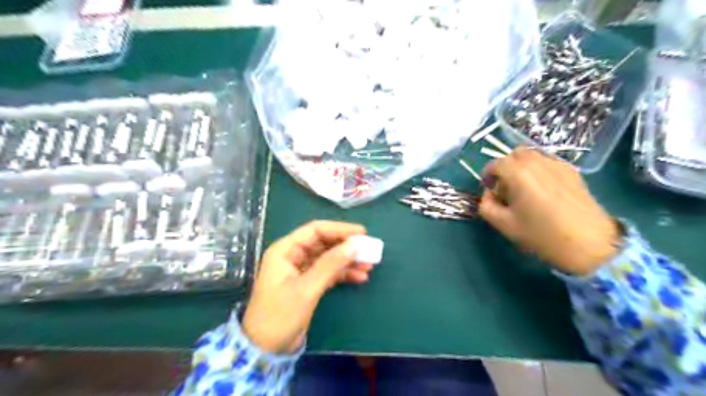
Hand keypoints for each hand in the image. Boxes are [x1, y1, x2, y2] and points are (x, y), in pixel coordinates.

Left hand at [243, 221, 371, 353]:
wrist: (265, 350)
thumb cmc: (280, 316)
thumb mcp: (306, 288)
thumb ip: (330, 264)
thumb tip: (355, 245)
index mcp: (285, 250)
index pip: (315, 230)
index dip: (339, 229)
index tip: (362, 233)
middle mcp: (292, 256)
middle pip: (324, 243)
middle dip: (346, 247)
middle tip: (369, 250)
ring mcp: (300, 271)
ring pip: (328, 258)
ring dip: (347, 261)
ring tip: (369, 265)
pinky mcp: (307, 285)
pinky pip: (328, 273)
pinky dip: (343, 274)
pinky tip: (359, 277)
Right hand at [478, 148, 618, 274]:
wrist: (590, 244)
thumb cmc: (541, 235)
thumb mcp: (504, 225)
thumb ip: (487, 206)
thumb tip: (489, 194)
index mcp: (518, 173)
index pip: (495, 164)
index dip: (487, 175)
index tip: (488, 189)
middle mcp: (537, 162)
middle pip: (515, 154)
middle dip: (506, 167)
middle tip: (506, 187)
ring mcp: (557, 165)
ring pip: (533, 155)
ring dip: (522, 166)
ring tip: (525, 189)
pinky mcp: (572, 172)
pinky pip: (548, 162)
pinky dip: (539, 170)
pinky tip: (543, 191)